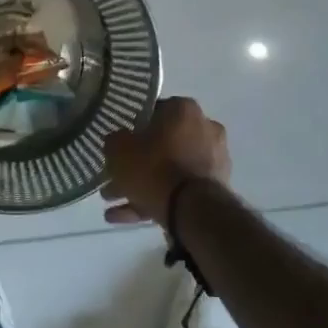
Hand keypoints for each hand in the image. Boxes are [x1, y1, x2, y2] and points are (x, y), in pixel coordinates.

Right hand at [102, 96, 230, 224]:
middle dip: (136, 164)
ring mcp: (213, 160)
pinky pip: (179, 190)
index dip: (133, 127)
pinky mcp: (214, 189)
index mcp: (184, 110)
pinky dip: (154, 201)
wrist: (194, 211)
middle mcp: (204, 129)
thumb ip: (115, 140)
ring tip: (112, 204)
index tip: (120, 143)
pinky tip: (124, 218)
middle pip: (162, 144)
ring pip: (169, 170)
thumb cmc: (155, 168)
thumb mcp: (119, 149)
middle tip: (113, 178)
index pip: (154, 111)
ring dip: (142, 186)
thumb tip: (118, 141)